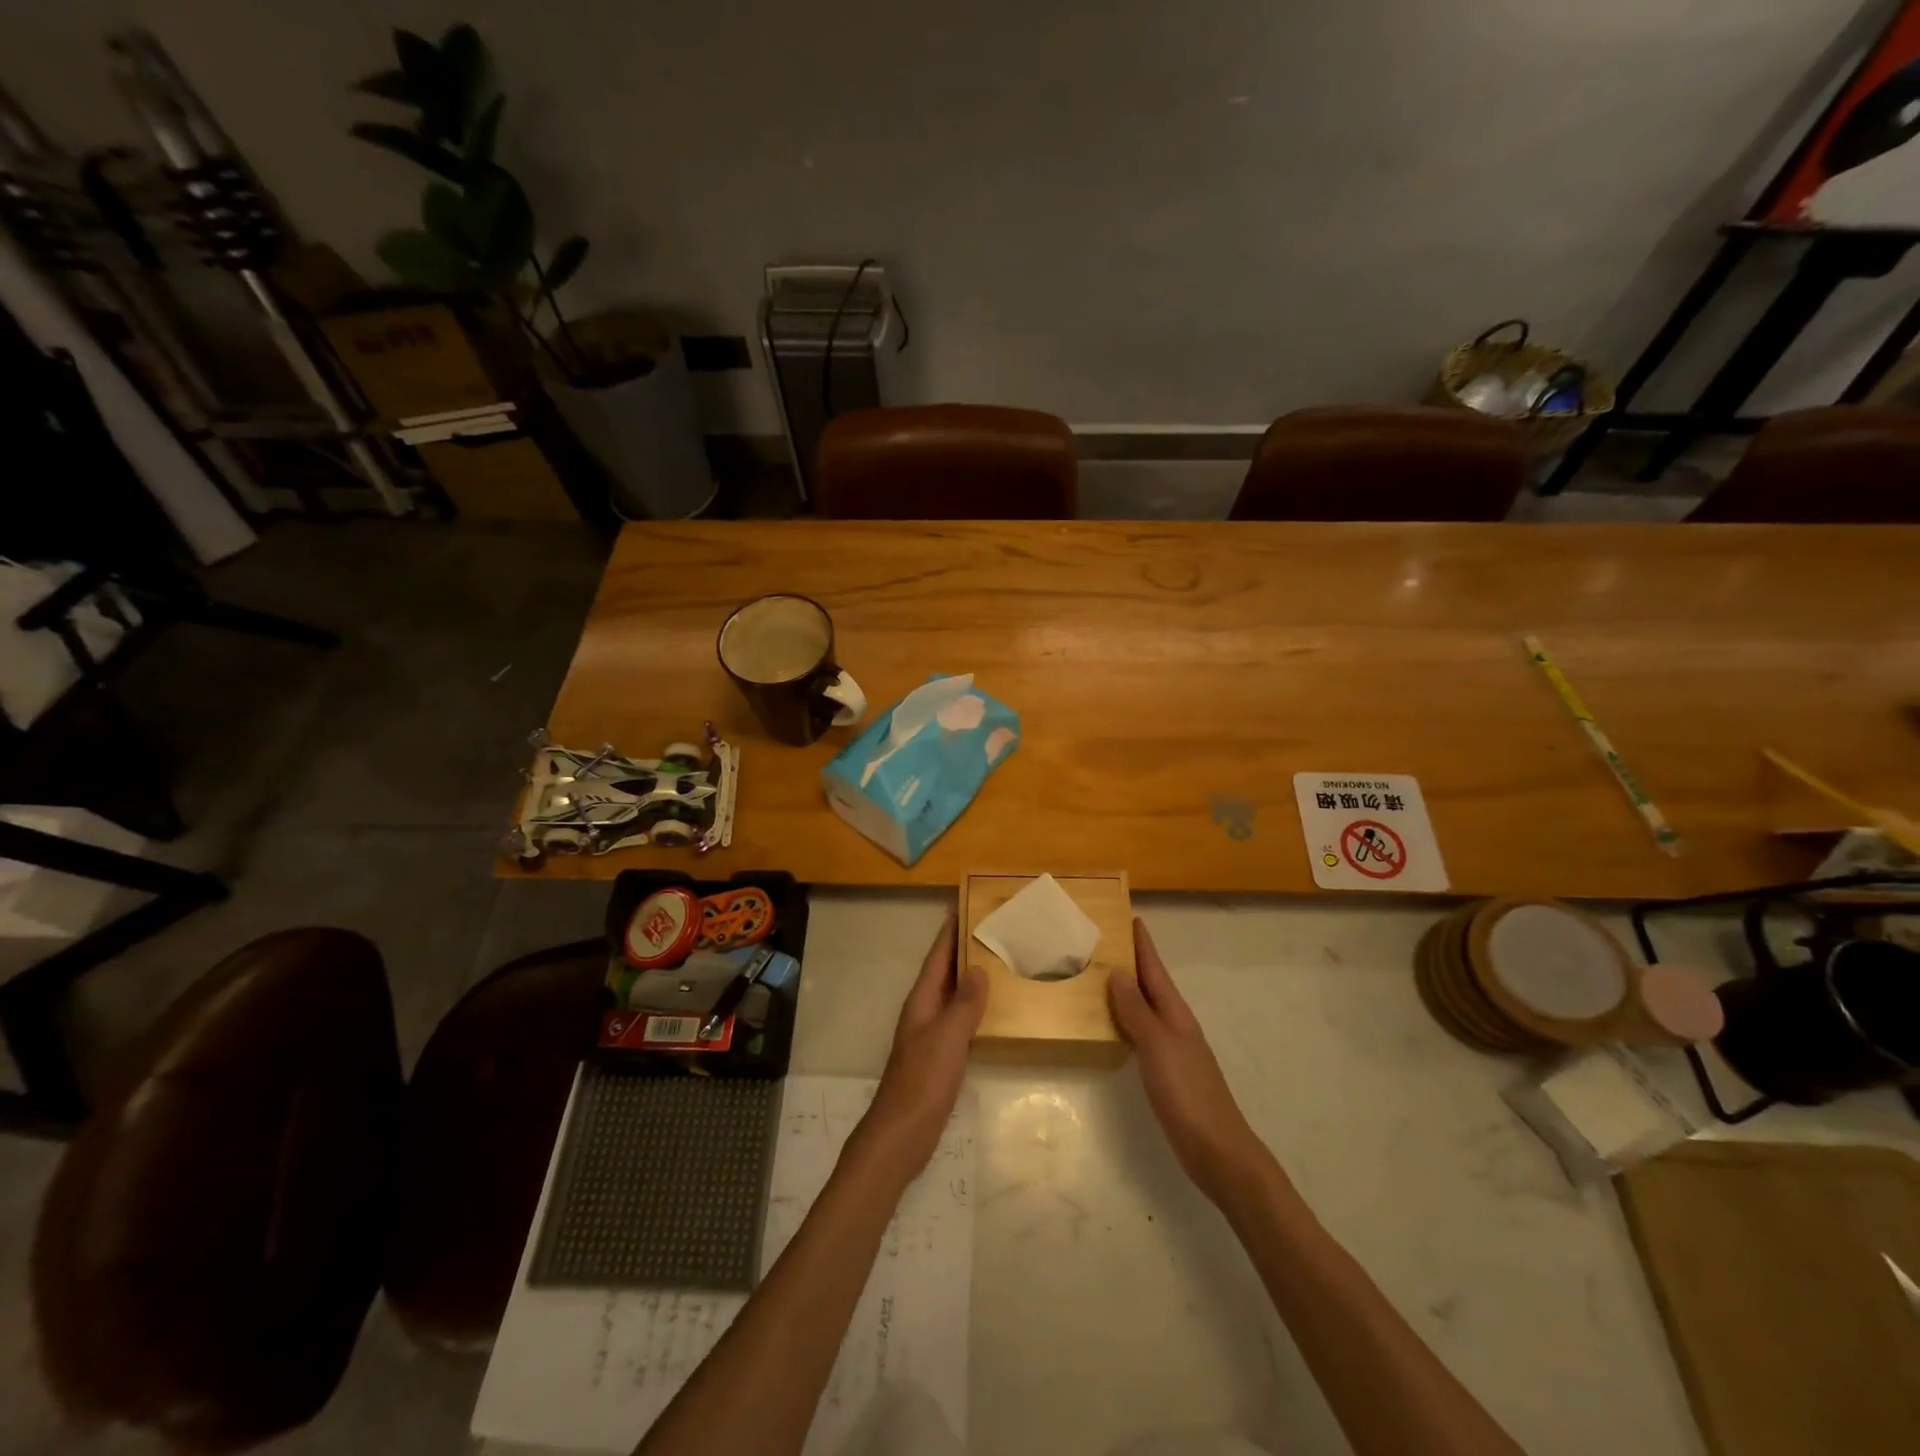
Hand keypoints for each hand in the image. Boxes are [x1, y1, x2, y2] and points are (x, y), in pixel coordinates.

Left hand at [853, 913, 986, 1184]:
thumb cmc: (923, 1080)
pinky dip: (973, 1008)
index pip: (937, 957)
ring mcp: (929, 1036)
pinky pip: (958, 1021)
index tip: (962, 906)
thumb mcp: (948, 1037)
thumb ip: (964, 1003)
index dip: (948, 932)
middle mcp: (923, 1012)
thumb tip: (978, 968)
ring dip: (969, 978)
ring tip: (997, 962)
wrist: (901, 1134)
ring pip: (951, 996)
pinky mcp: (938, 1058)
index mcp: (922, 1001)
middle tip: (990, 929)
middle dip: (962, 950)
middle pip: (943, 973)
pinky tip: (991, 1012)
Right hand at [1108, 918, 1269, 1206]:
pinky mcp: (1166, 1072)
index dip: (1143, 945)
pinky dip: (1126, 1020)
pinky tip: (1112, 1025)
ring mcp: (1172, 1049)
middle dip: (1132, 962)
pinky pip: (1141, 1033)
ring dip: (1127, 990)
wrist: (1217, 1150)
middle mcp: (1175, 1025)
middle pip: (1151, 985)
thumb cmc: (1188, 1092)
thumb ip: (1137, 1010)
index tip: (1131, 918)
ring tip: (1100, 976)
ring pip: (1146, 1008)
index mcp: (1175, 1014)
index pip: (1156, 970)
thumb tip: (1118, 973)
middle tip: (1105, 941)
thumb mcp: (1158, 1045)